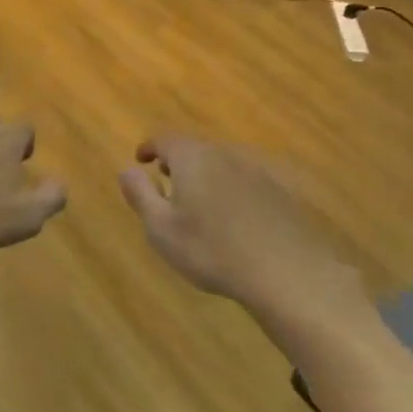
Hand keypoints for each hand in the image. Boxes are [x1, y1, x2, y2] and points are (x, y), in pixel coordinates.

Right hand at [118, 134, 371, 317]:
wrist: (285, 271)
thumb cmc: (211, 250)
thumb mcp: (161, 228)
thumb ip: (140, 195)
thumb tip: (126, 170)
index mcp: (193, 159)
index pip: (166, 140)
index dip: (150, 147)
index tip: (141, 160)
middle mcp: (225, 155)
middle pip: (196, 149)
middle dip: (177, 161)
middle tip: (165, 181)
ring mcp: (257, 172)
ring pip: (222, 165)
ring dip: (205, 176)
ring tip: (196, 202)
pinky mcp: (279, 193)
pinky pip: (245, 182)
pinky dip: (230, 190)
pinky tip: (231, 219)